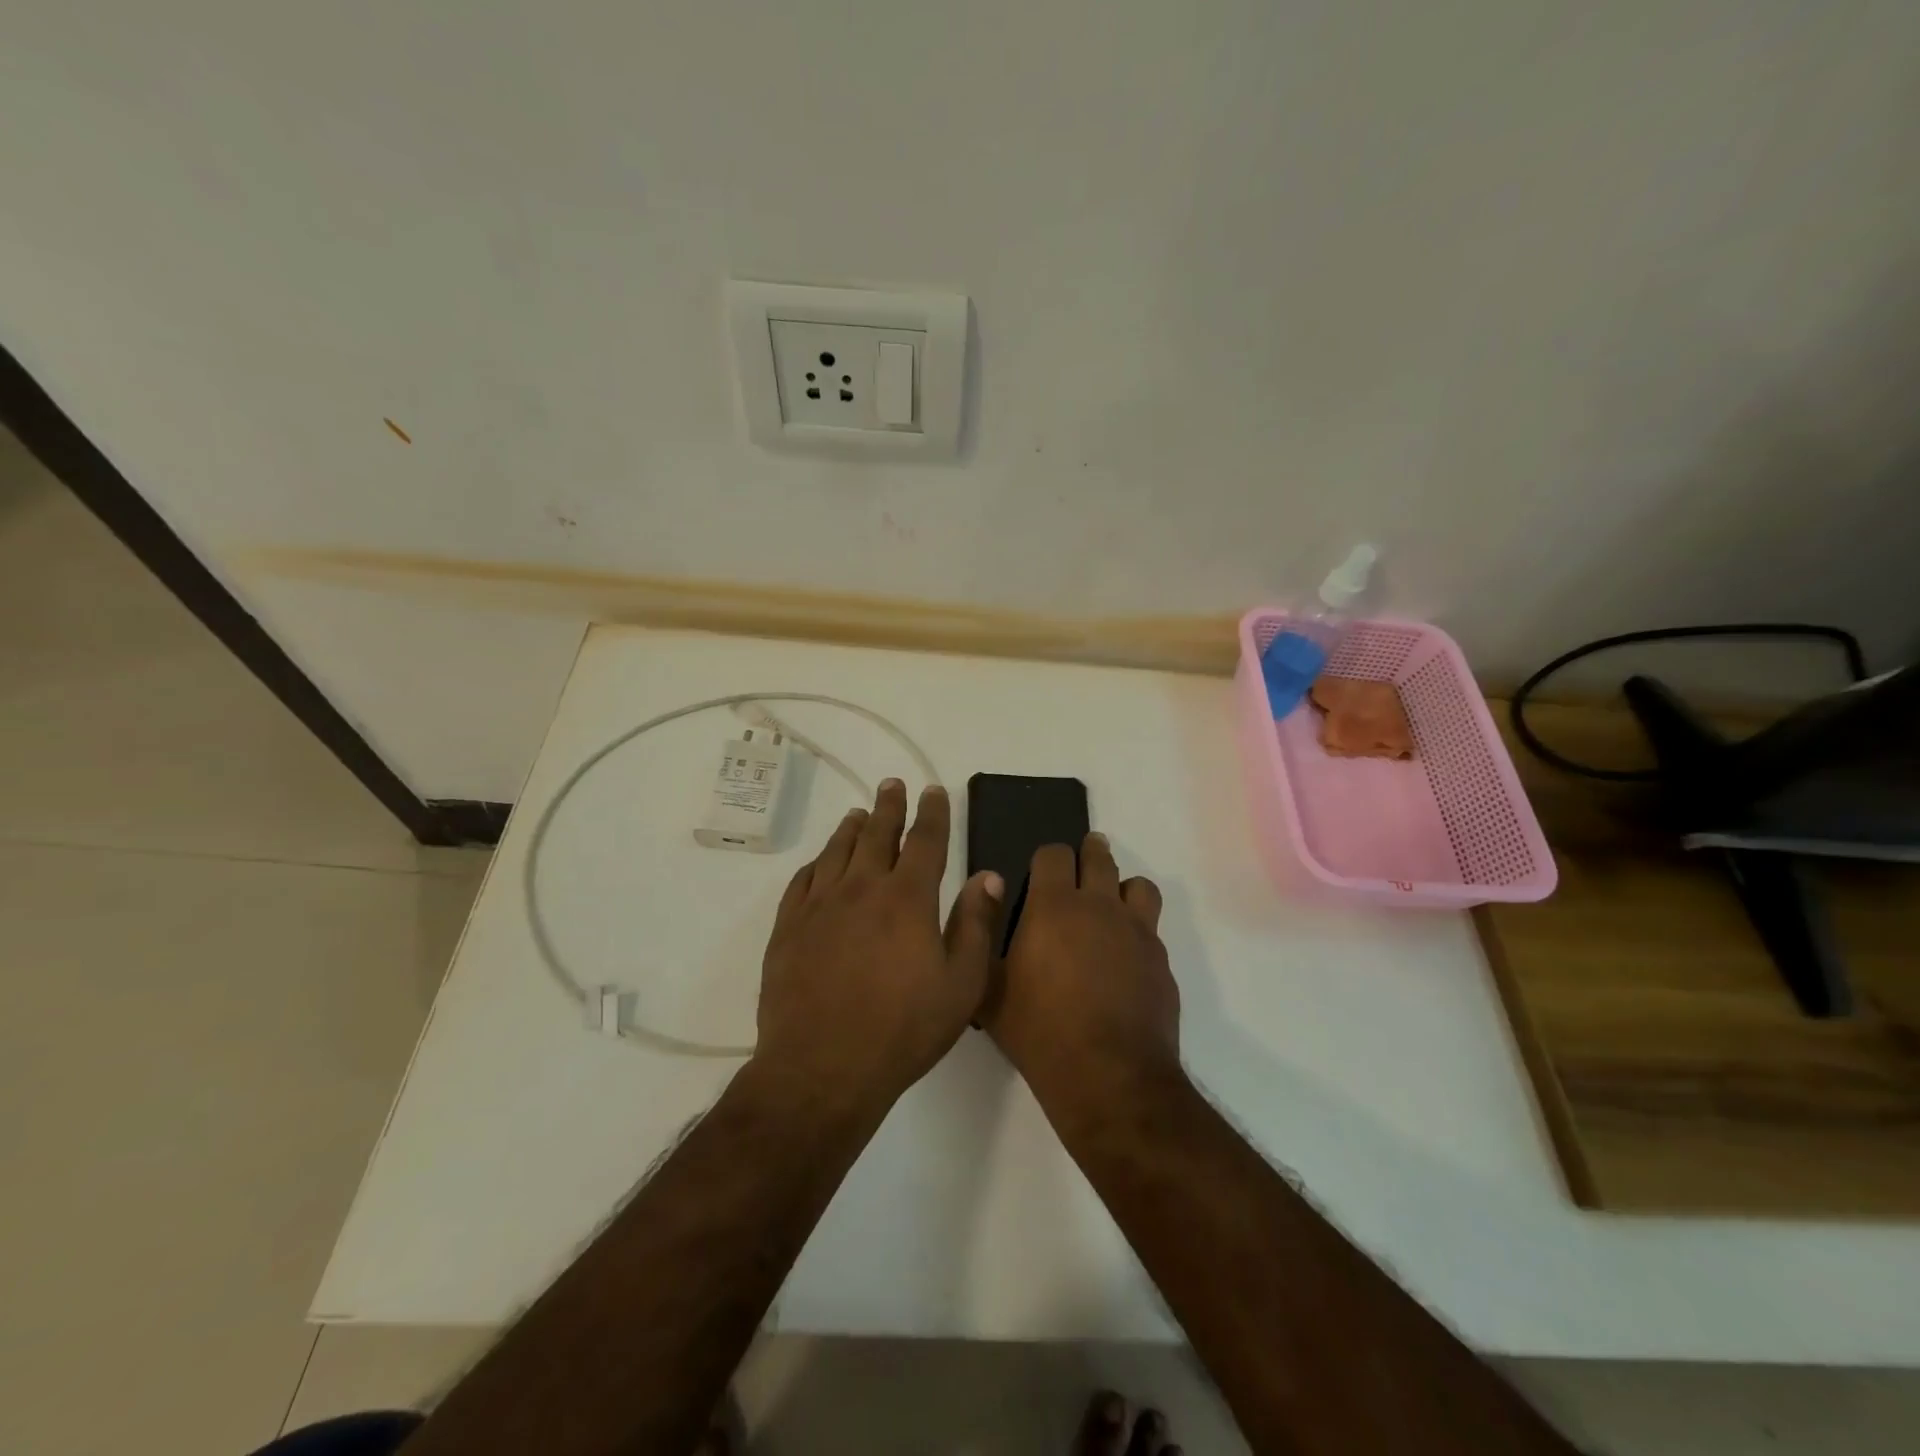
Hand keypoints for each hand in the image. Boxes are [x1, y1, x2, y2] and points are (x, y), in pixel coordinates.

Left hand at [755, 780, 1001, 1112]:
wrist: (822, 1067)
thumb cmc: (903, 1030)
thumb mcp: (961, 985)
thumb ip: (976, 925)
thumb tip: (988, 876)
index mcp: (907, 898)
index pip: (925, 841)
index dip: (932, 812)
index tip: (933, 790)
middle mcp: (862, 888)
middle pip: (877, 834)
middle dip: (888, 806)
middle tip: (892, 784)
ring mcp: (820, 906)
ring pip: (837, 851)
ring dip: (851, 828)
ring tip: (859, 813)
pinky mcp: (788, 927)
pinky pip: (802, 881)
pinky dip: (816, 863)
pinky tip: (820, 863)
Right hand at [982, 833, 1178, 1109]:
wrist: (1108, 1077)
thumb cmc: (1038, 1031)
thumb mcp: (988, 989)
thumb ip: (982, 935)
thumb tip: (986, 891)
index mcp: (1054, 906)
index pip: (1054, 853)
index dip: (1046, 858)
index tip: (1040, 872)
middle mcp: (1100, 906)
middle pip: (1100, 857)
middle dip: (1089, 853)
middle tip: (1081, 864)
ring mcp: (1137, 932)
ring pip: (1138, 886)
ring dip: (1123, 889)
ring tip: (1111, 907)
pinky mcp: (1161, 961)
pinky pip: (1153, 929)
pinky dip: (1139, 933)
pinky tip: (1126, 960)